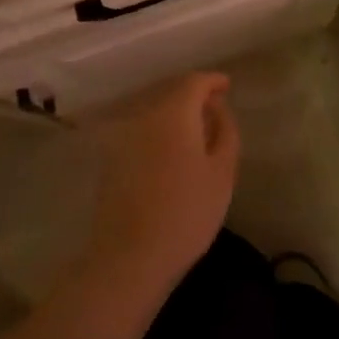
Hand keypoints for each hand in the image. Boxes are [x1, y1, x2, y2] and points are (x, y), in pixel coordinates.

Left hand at [84, 72, 239, 299]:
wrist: (130, 257)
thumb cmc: (187, 213)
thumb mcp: (222, 172)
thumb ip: (225, 131)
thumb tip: (217, 108)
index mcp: (173, 114)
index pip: (194, 82)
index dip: (212, 81)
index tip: (227, 87)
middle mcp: (144, 116)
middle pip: (171, 93)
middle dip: (194, 96)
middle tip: (214, 109)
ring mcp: (122, 137)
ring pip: (154, 112)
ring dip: (175, 114)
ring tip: (196, 132)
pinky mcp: (111, 159)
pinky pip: (141, 131)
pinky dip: (159, 131)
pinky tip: (172, 153)